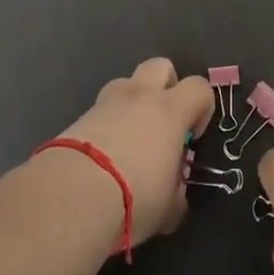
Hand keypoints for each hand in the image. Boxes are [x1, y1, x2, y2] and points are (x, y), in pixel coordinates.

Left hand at [55, 58, 211, 244]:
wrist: (70, 198)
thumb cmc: (133, 199)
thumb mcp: (167, 208)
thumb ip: (176, 194)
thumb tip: (174, 195)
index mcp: (169, 111)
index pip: (199, 88)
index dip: (202, 107)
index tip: (193, 136)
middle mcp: (139, 97)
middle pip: (160, 66)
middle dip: (166, 86)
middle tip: (163, 123)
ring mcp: (105, 104)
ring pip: (125, 83)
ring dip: (132, 103)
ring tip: (129, 139)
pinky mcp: (78, 118)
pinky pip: (100, 110)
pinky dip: (106, 125)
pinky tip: (102, 158)